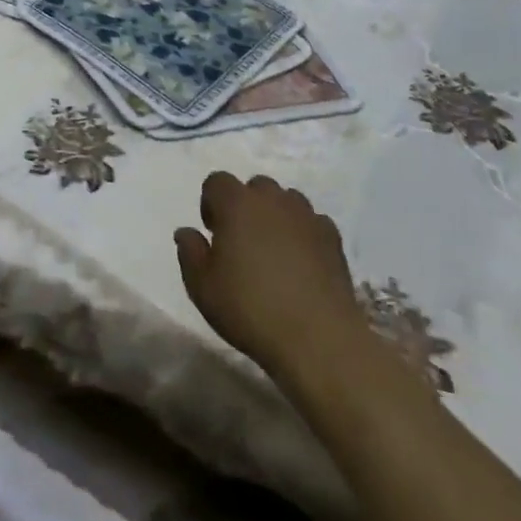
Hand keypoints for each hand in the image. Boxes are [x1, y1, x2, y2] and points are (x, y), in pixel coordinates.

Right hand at [174, 172, 366, 376]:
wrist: (318, 339)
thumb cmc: (250, 309)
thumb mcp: (202, 286)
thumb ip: (189, 252)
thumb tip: (187, 232)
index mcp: (236, 204)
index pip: (217, 181)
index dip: (211, 203)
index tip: (213, 234)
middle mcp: (272, 200)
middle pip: (255, 187)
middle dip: (246, 206)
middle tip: (242, 242)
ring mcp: (307, 217)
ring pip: (287, 200)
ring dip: (276, 216)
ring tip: (274, 251)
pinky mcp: (333, 239)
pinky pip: (313, 222)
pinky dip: (304, 233)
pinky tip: (302, 263)